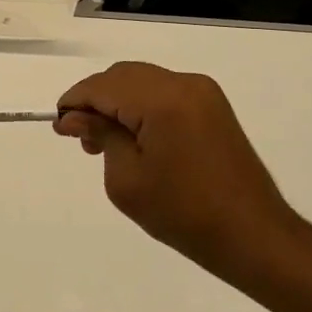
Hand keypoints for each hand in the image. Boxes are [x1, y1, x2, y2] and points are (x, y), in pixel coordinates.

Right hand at [55, 62, 303, 279]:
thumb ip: (100, 136)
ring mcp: (203, 92)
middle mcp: (184, 84)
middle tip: (82, 139)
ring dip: (118, 102)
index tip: (59, 127)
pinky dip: (142, 106)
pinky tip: (135, 137)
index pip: (102, 86)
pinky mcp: (213, 106)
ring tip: (105, 142)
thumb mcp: (126, 179)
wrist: (252, 235)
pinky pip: (165, 93)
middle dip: (96, 100)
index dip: (75, 102)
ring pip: (143, 81)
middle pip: (123, 76)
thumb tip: (75, 117)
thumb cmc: (183, 213)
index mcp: (161, 100)